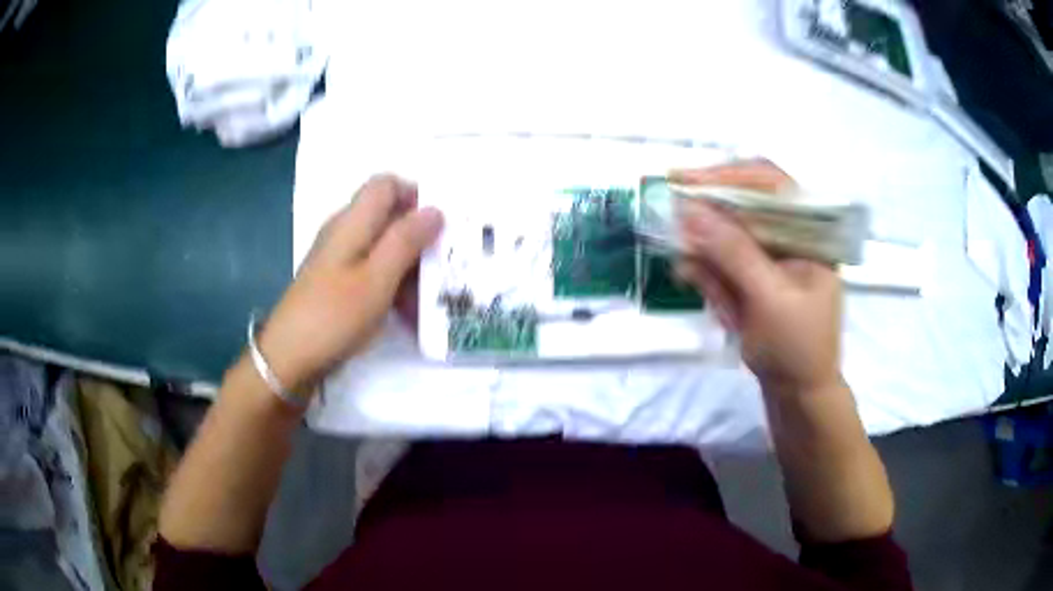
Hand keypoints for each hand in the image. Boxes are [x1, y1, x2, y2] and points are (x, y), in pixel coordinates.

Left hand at [255, 175, 443, 393]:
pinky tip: (407, 313)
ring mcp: (340, 258)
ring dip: (409, 267)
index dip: (415, 195)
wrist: (289, 357)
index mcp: (352, 222)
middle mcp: (345, 232)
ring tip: (430, 298)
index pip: (386, 184)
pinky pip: (373, 271)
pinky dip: (393, 285)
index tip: (440, 224)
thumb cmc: (334, 316)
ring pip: (384, 247)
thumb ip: (406, 240)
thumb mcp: (377, 278)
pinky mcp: (338, 282)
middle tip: (444, 265)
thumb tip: (435, 209)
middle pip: (388, 216)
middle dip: (418, 237)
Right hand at [672, 160, 842, 396]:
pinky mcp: (753, 281)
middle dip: (708, 207)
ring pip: (729, 233)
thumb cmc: (797, 348)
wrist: (798, 396)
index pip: (772, 185)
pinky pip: (724, 263)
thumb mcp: (769, 298)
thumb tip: (689, 211)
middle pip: (746, 204)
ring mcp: (770, 260)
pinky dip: (704, 266)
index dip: (728, 175)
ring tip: (671, 240)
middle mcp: (790, 238)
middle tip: (668, 204)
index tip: (686, 180)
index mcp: (810, 234)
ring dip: (701, 238)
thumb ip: (733, 252)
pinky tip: (685, 270)